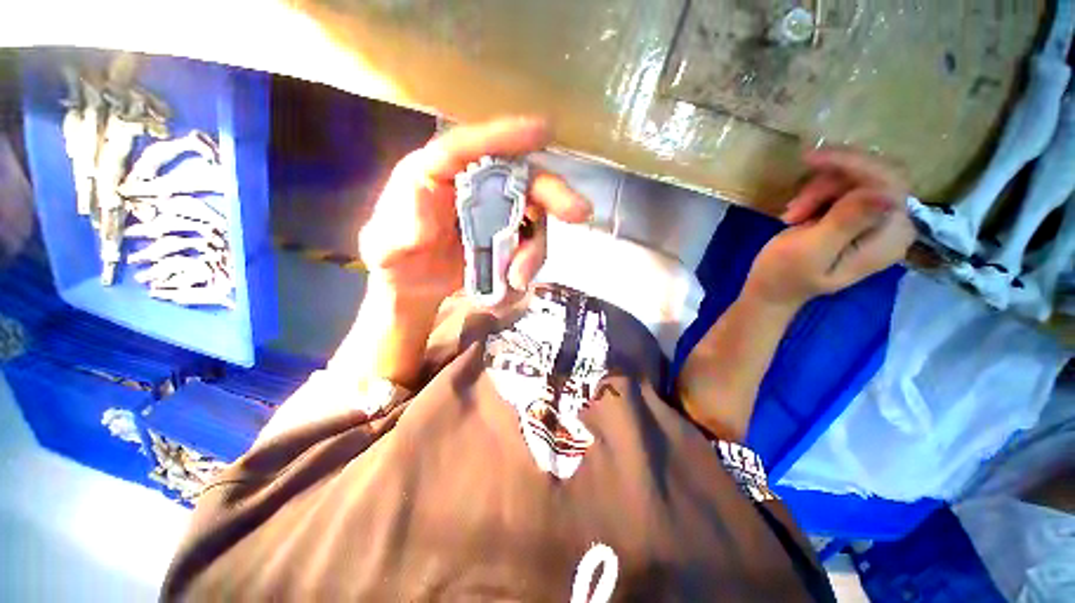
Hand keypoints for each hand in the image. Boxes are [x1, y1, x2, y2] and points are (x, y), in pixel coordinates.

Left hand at [358, 117, 591, 306]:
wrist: (411, 286)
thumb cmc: (395, 256)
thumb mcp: (387, 243)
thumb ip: (403, 222)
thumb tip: (429, 194)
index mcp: (438, 172)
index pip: (471, 145)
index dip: (507, 136)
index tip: (544, 131)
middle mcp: (474, 185)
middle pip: (520, 179)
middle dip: (550, 194)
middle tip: (579, 213)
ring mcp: (494, 212)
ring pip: (531, 219)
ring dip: (533, 251)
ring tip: (516, 280)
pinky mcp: (506, 237)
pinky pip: (528, 246)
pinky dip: (527, 266)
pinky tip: (511, 288)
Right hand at [745, 148, 915, 308]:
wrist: (770, 291)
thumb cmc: (783, 275)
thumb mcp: (810, 251)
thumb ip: (846, 224)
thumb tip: (884, 193)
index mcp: (888, 238)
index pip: (888, 183)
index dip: (853, 165)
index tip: (810, 160)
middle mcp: (892, 226)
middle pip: (873, 177)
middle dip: (830, 182)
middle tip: (794, 204)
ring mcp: (876, 222)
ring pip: (855, 180)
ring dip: (818, 191)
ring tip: (791, 215)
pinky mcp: (857, 219)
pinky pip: (844, 188)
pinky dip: (817, 195)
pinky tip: (798, 213)